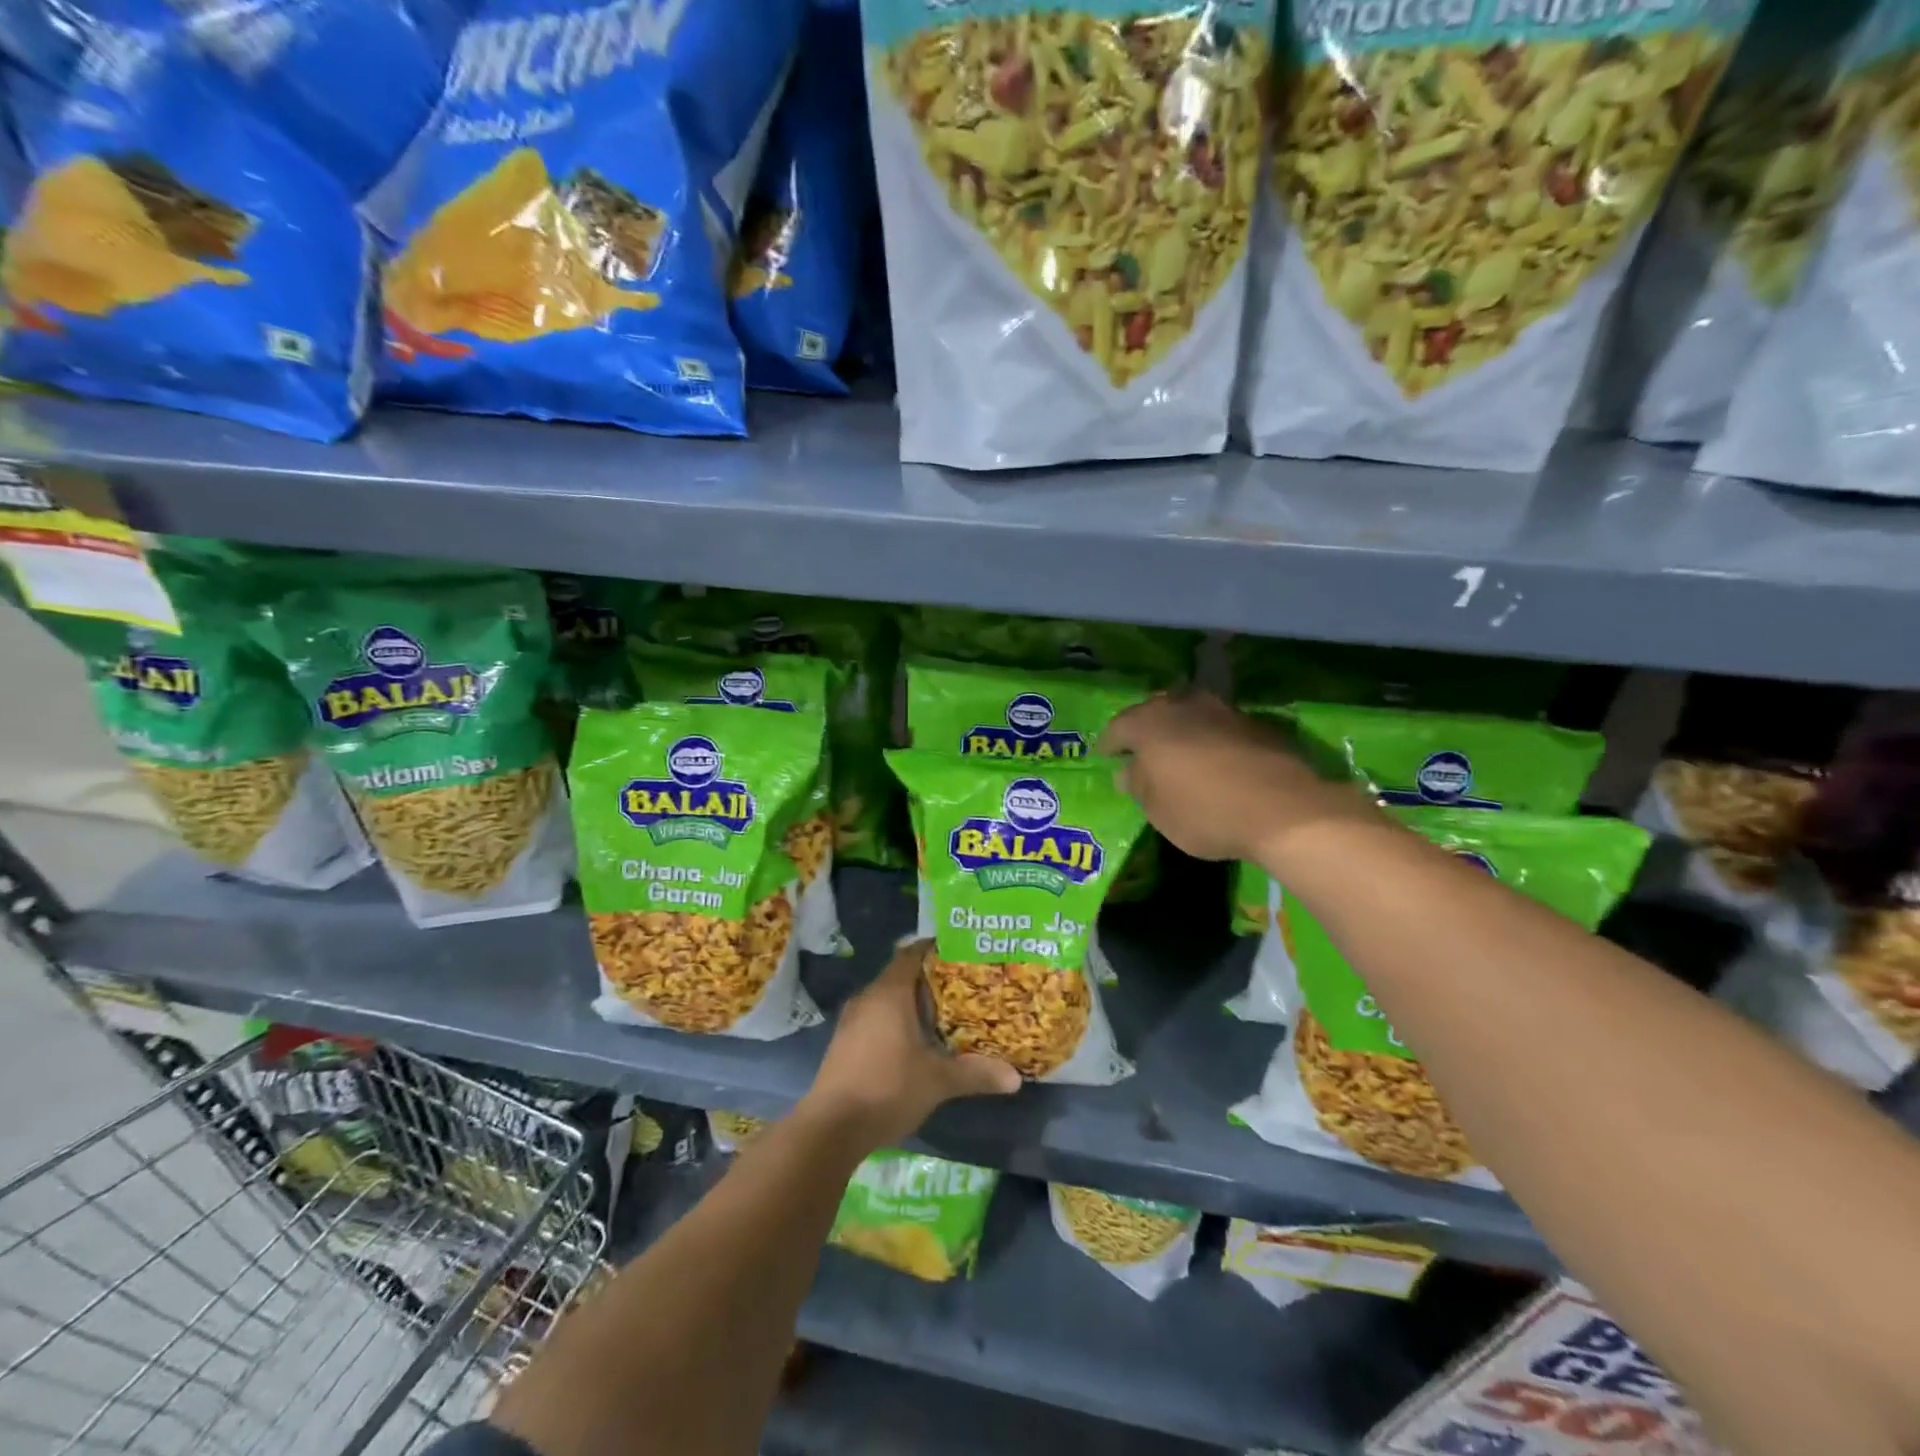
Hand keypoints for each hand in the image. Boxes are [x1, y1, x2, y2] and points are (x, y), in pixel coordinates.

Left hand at [801, 940, 1020, 1150]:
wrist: (831, 1128)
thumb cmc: (887, 1089)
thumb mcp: (937, 1081)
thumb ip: (975, 1073)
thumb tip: (1015, 1078)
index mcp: (889, 993)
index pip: (912, 954)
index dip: (935, 948)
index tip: (961, 951)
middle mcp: (868, 998)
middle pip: (901, 975)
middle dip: (930, 979)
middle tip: (963, 985)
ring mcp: (852, 1020)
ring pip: (887, 999)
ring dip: (912, 1002)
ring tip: (944, 1013)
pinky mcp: (845, 1042)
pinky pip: (876, 1017)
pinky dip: (896, 1020)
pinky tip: (915, 1041)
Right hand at [1098, 690, 1376, 864]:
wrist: (1284, 810)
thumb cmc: (1204, 811)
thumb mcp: (1157, 810)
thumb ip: (1138, 784)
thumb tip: (1128, 772)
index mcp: (1150, 723)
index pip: (1119, 726)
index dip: (1109, 743)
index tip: (1104, 755)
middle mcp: (1185, 706)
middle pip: (1156, 711)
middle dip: (1146, 728)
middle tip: (1140, 749)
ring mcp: (1224, 712)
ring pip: (1191, 714)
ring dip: (1181, 730)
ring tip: (1178, 753)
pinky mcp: (1257, 725)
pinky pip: (1220, 728)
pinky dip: (1211, 740)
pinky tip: (1214, 761)